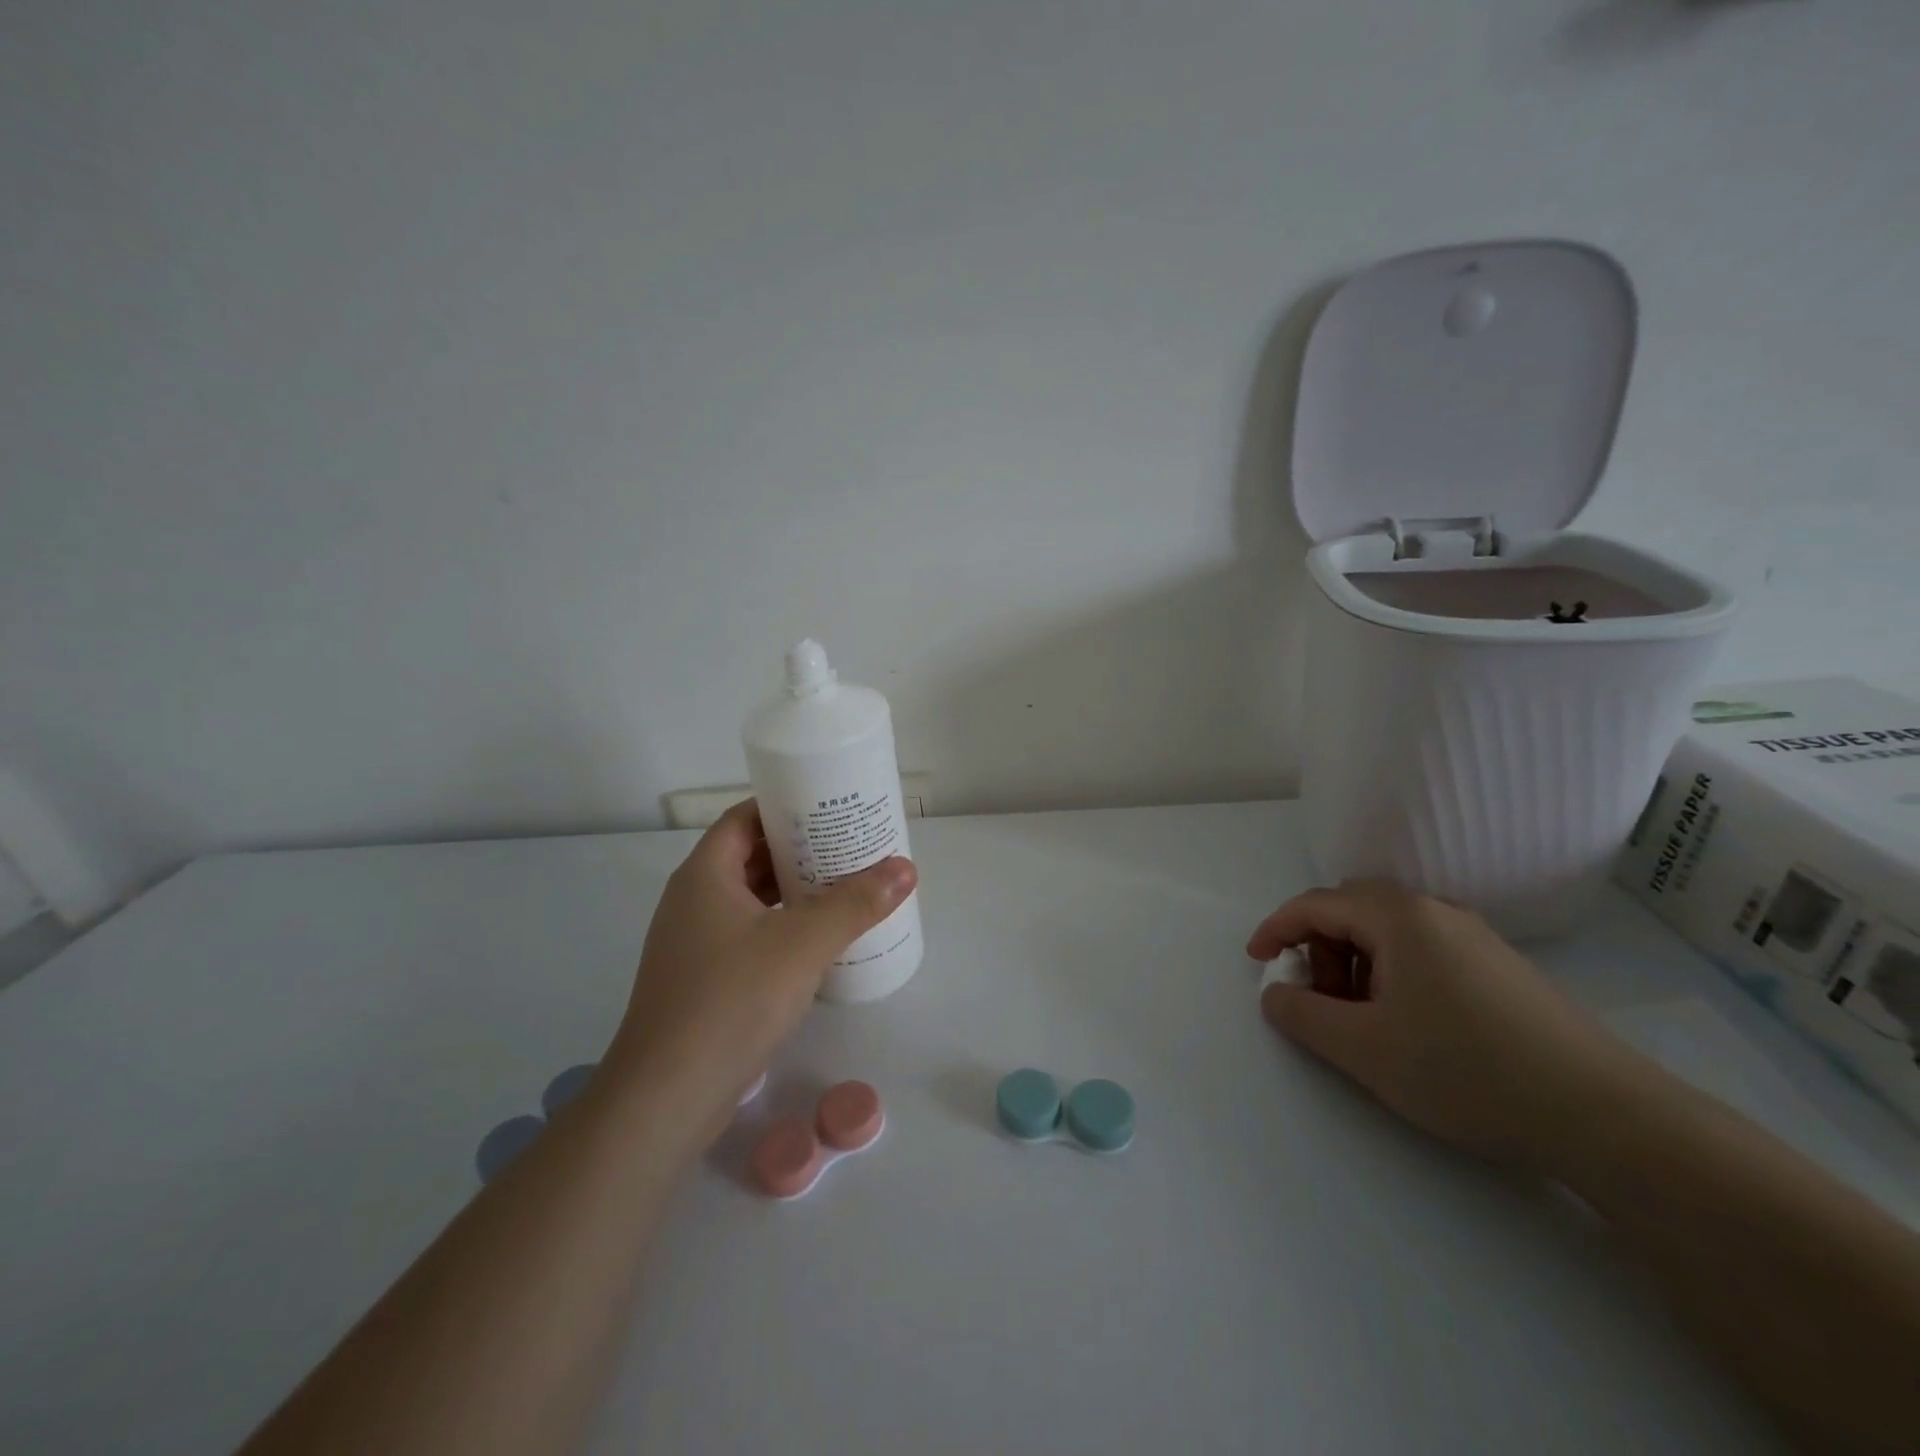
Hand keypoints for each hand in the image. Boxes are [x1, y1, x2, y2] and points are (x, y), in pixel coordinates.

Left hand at [607, 800, 915, 1138]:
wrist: (666, 1098)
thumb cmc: (731, 1000)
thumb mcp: (802, 943)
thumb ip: (855, 903)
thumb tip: (905, 868)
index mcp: (705, 876)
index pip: (744, 818)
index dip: (784, 806)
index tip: (829, 807)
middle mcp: (693, 901)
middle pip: (749, 857)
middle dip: (798, 849)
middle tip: (849, 845)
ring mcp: (694, 944)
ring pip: (750, 900)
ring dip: (793, 891)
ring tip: (844, 886)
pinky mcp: (703, 981)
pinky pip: (748, 935)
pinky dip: (782, 927)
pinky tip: (818, 942)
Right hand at [1248, 881, 1623, 1161]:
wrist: (1604, 1115)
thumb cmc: (1466, 1069)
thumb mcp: (1362, 1048)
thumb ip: (1301, 1015)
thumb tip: (1275, 994)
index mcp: (1397, 916)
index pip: (1315, 904)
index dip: (1275, 929)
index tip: (1255, 963)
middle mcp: (1434, 911)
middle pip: (1351, 910)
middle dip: (1319, 947)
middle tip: (1318, 999)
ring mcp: (1473, 937)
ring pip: (1389, 931)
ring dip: (1356, 963)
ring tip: (1364, 1020)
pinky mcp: (1500, 967)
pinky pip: (1423, 950)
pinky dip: (1393, 973)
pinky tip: (1410, 1024)